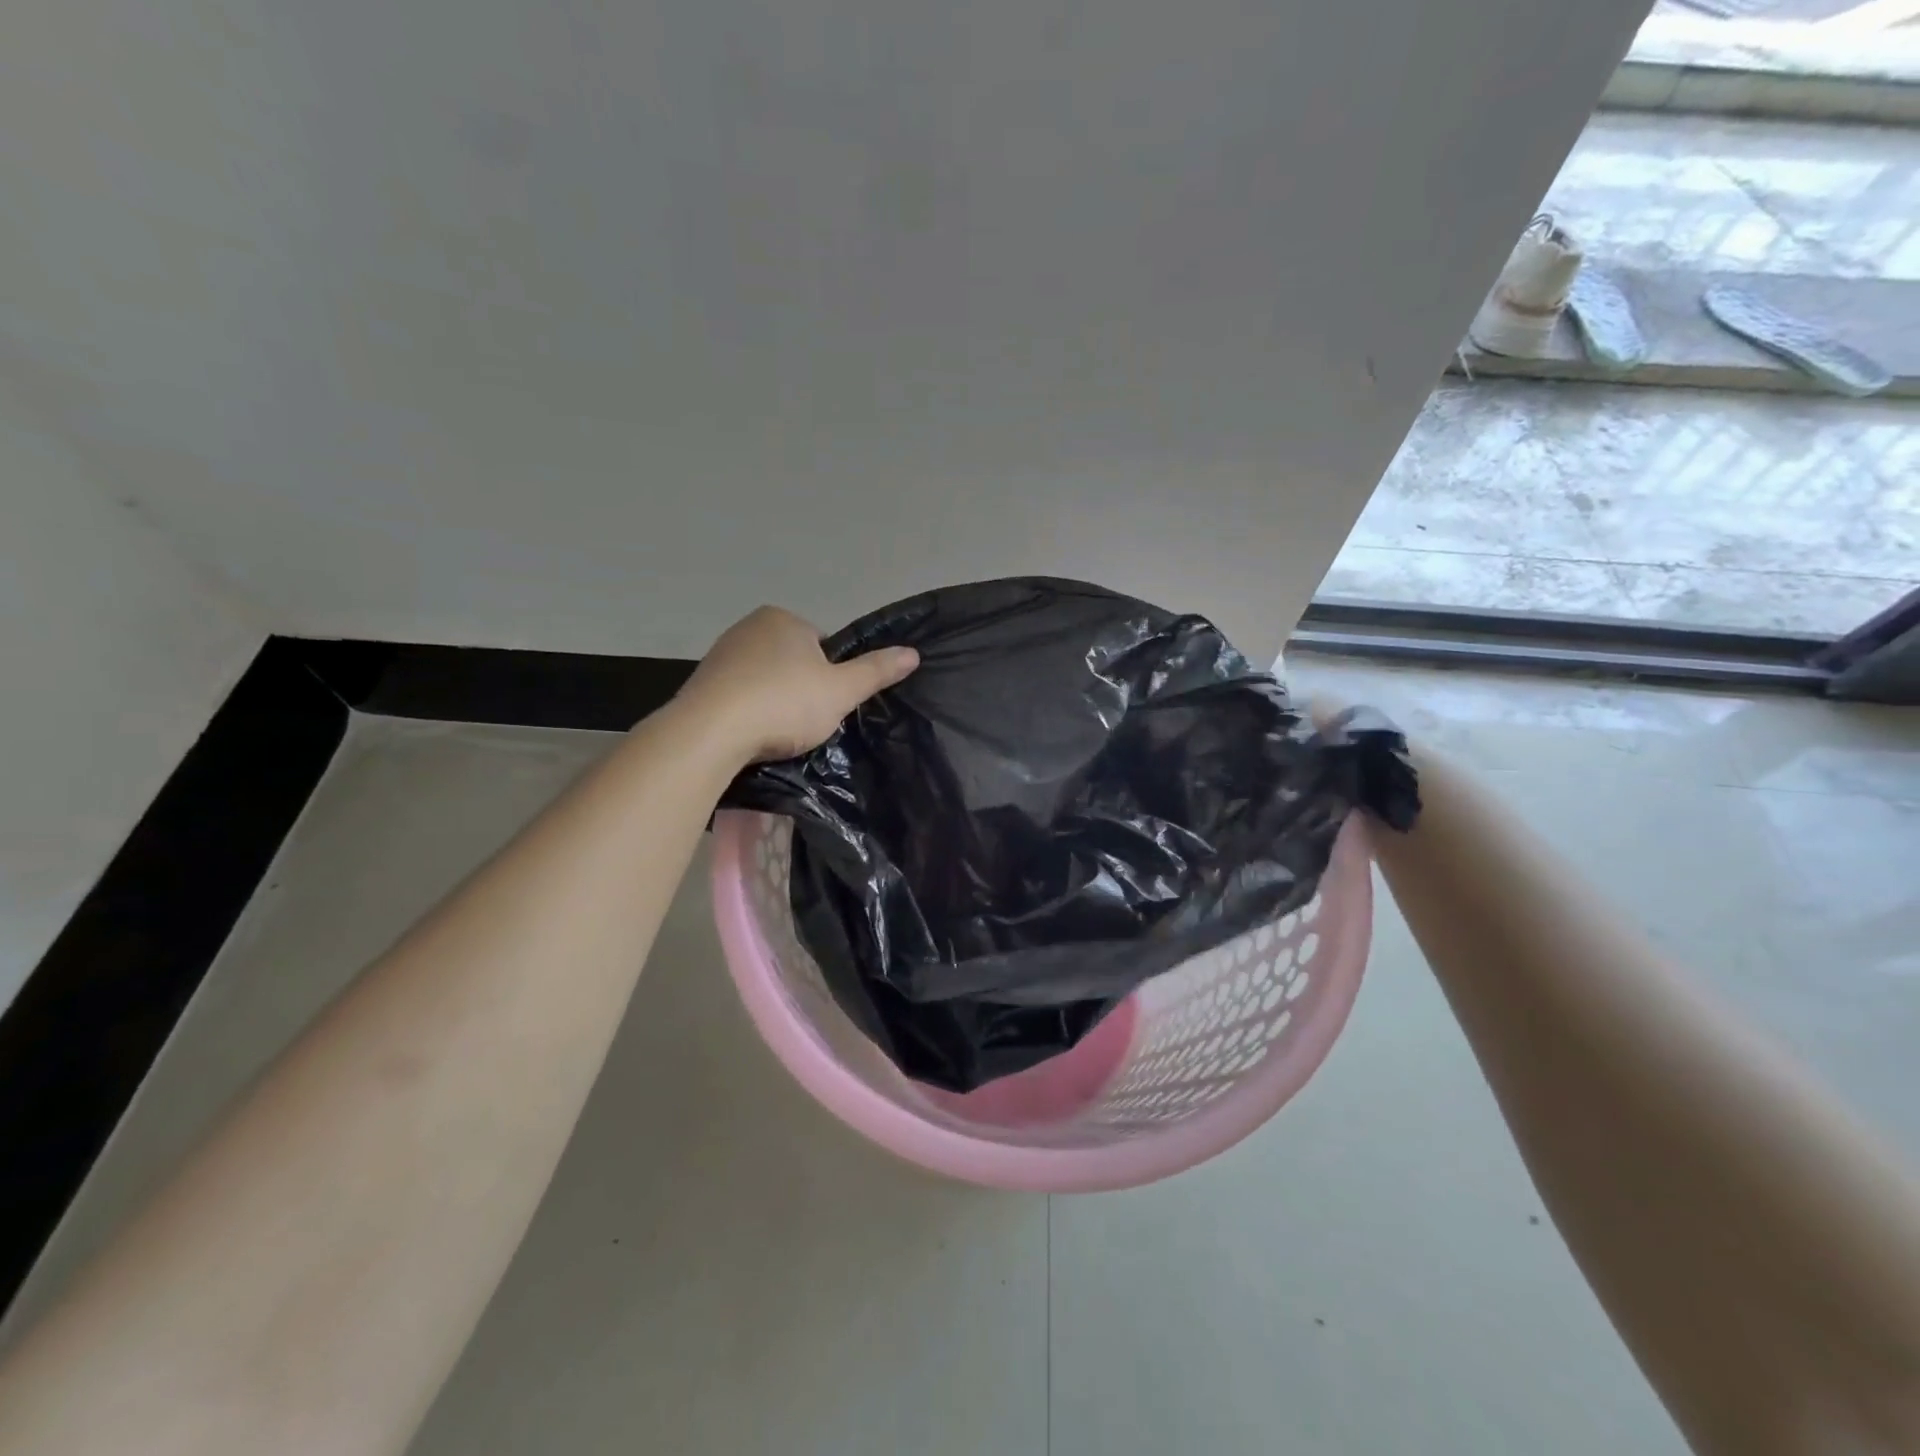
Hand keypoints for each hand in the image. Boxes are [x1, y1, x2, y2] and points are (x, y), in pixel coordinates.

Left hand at [677, 606, 919, 764]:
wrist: (711, 732)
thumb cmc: (784, 703)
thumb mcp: (841, 690)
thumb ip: (876, 671)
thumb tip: (913, 653)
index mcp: (784, 619)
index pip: (822, 645)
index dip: (832, 676)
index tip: (828, 704)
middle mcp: (749, 627)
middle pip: (792, 662)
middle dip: (801, 689)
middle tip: (807, 722)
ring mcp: (720, 655)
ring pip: (764, 680)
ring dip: (774, 702)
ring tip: (779, 734)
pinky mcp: (700, 684)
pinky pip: (738, 697)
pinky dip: (748, 714)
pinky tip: (752, 736)